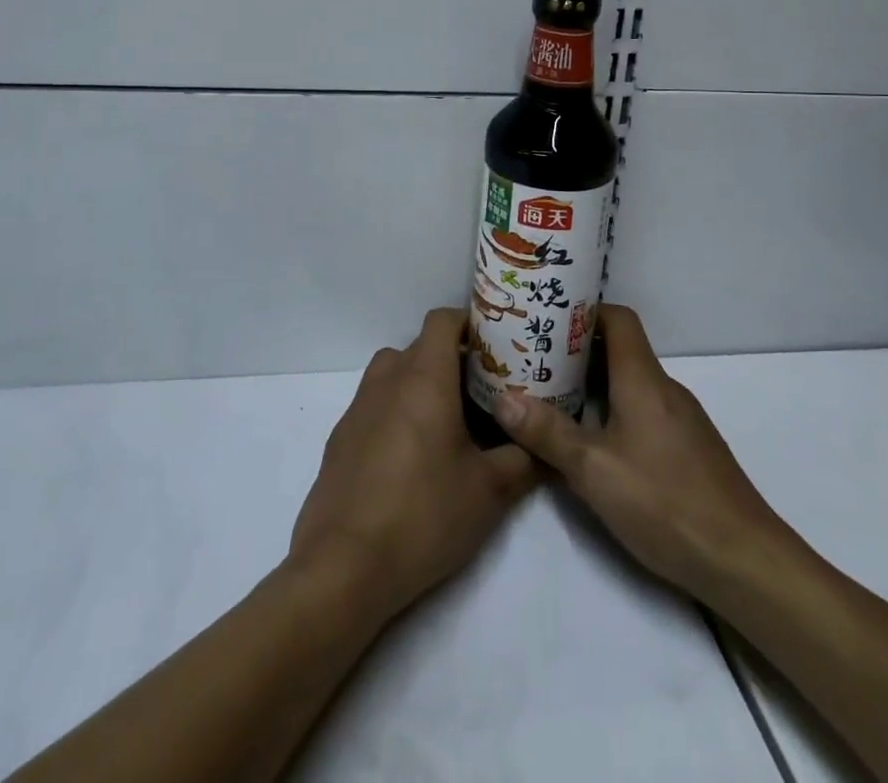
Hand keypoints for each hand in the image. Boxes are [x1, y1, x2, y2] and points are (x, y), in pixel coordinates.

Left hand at [289, 308, 536, 622]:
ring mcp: (358, 408)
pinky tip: (413, 460)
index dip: (469, 323)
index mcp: (423, 376)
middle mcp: (387, 379)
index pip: (443, 320)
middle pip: (421, 347)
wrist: (343, 567)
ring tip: (451, 424)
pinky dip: (397, 413)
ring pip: (395, 374)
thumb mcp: (490, 490)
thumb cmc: (424, 514)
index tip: (495, 345)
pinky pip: (376, 406)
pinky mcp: (340, 439)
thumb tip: (546, 447)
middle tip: (485, 392)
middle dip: (452, 361)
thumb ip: (524, 459)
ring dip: (422, 385)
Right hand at [493, 304, 805, 603]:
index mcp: (643, 379)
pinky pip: (644, 410)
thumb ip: (548, 433)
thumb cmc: (665, 502)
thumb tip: (504, 398)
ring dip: (594, 383)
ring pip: (631, 383)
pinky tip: (593, 441)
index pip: (618, 319)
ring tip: (552, 396)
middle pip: (620, 350)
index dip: (584, 311)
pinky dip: (614, 410)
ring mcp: (681, 420)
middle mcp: (664, 389)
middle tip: (535, 359)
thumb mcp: (594, 469)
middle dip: (577, 350)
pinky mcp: (688, 449)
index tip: (547, 319)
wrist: (743, 561)